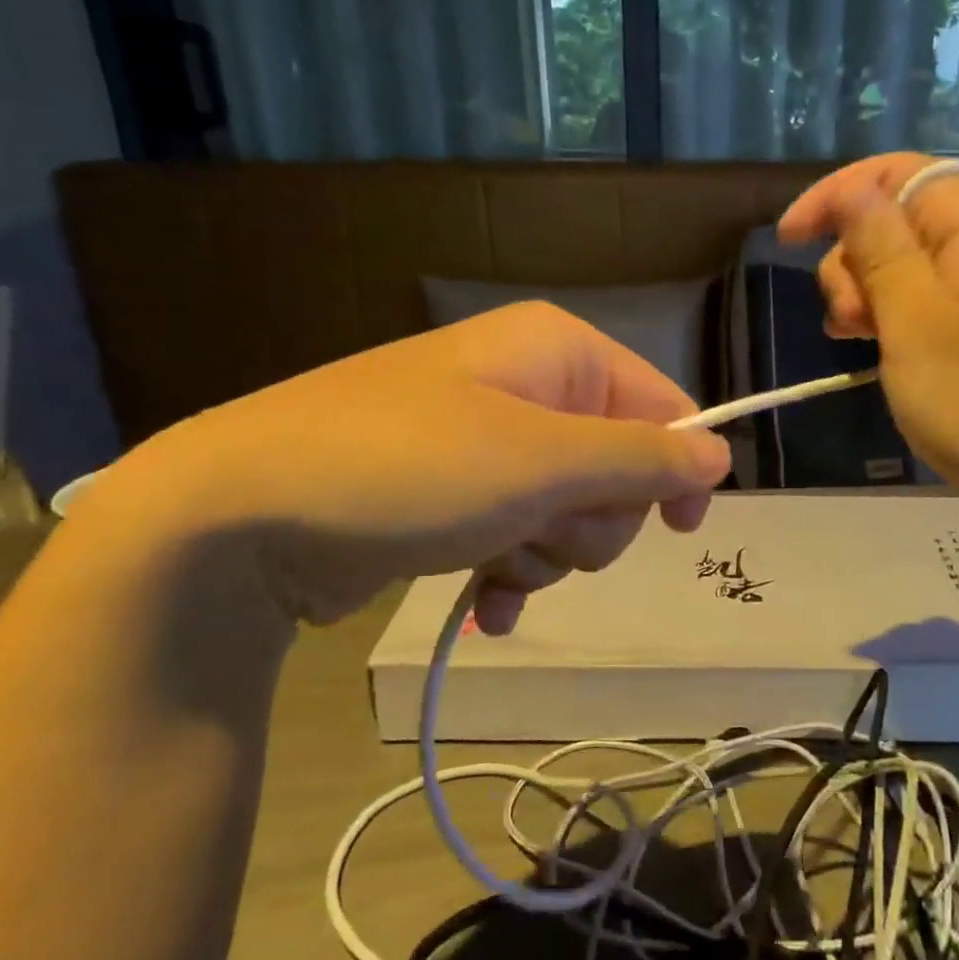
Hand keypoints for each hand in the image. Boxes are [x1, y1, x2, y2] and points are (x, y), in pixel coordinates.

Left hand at [106, 302, 730, 631]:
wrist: (237, 520)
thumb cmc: (408, 469)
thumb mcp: (542, 462)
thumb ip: (643, 459)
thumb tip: (722, 457)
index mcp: (556, 353)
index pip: (660, 404)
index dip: (677, 467)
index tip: (680, 527)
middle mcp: (526, 387)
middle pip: (618, 466)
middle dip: (592, 519)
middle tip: (541, 532)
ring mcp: (487, 444)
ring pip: (570, 512)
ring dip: (548, 552)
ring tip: (494, 561)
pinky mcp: (453, 497)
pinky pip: (520, 537)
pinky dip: (512, 575)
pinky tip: (486, 606)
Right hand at [778, 152, 958, 538]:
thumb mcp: (913, 315)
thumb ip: (879, 243)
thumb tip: (853, 187)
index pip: (896, 173)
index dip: (836, 196)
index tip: (788, 239)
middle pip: (895, 219)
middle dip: (852, 260)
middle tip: (847, 319)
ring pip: (902, 265)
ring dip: (865, 294)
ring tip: (857, 341)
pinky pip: (921, 302)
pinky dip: (888, 318)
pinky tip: (873, 349)